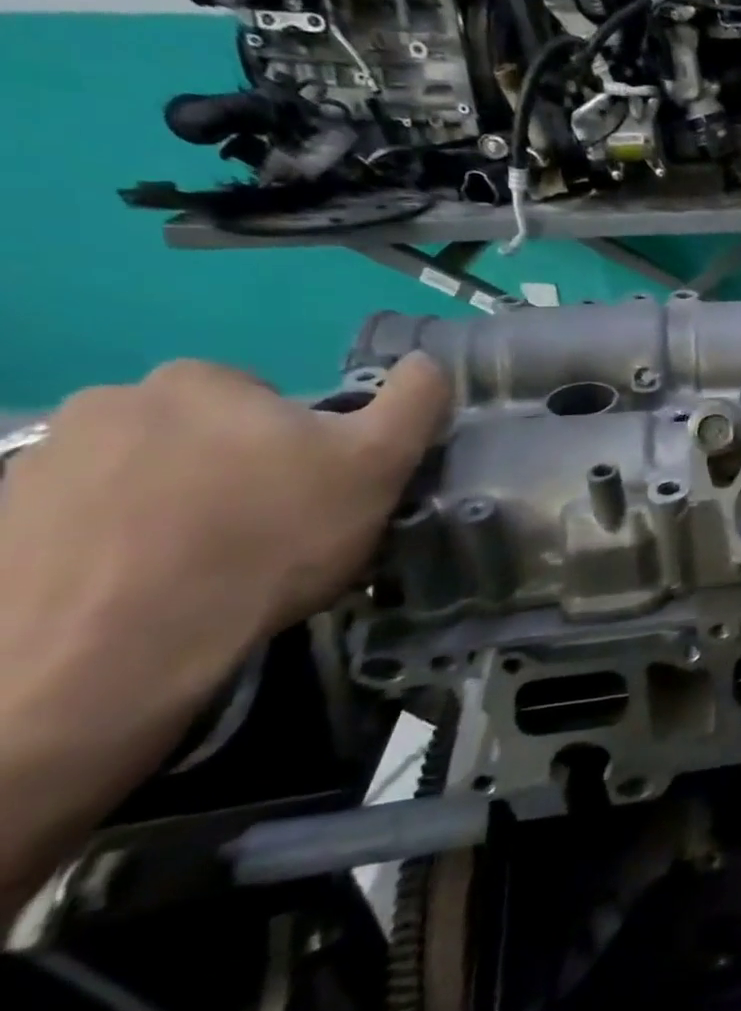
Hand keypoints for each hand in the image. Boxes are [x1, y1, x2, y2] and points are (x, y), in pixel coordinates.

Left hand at [0, 354, 447, 908]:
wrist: (116, 650)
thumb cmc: (270, 541)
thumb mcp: (378, 465)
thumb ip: (413, 402)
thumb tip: (429, 361)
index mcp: (203, 379)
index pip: (272, 403)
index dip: (304, 447)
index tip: (313, 495)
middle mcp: (112, 400)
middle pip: (204, 433)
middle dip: (233, 471)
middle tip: (262, 533)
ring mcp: (42, 460)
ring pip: (143, 473)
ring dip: (172, 503)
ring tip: (199, 565)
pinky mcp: (4, 521)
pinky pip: (84, 516)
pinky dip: (114, 539)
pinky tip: (141, 582)